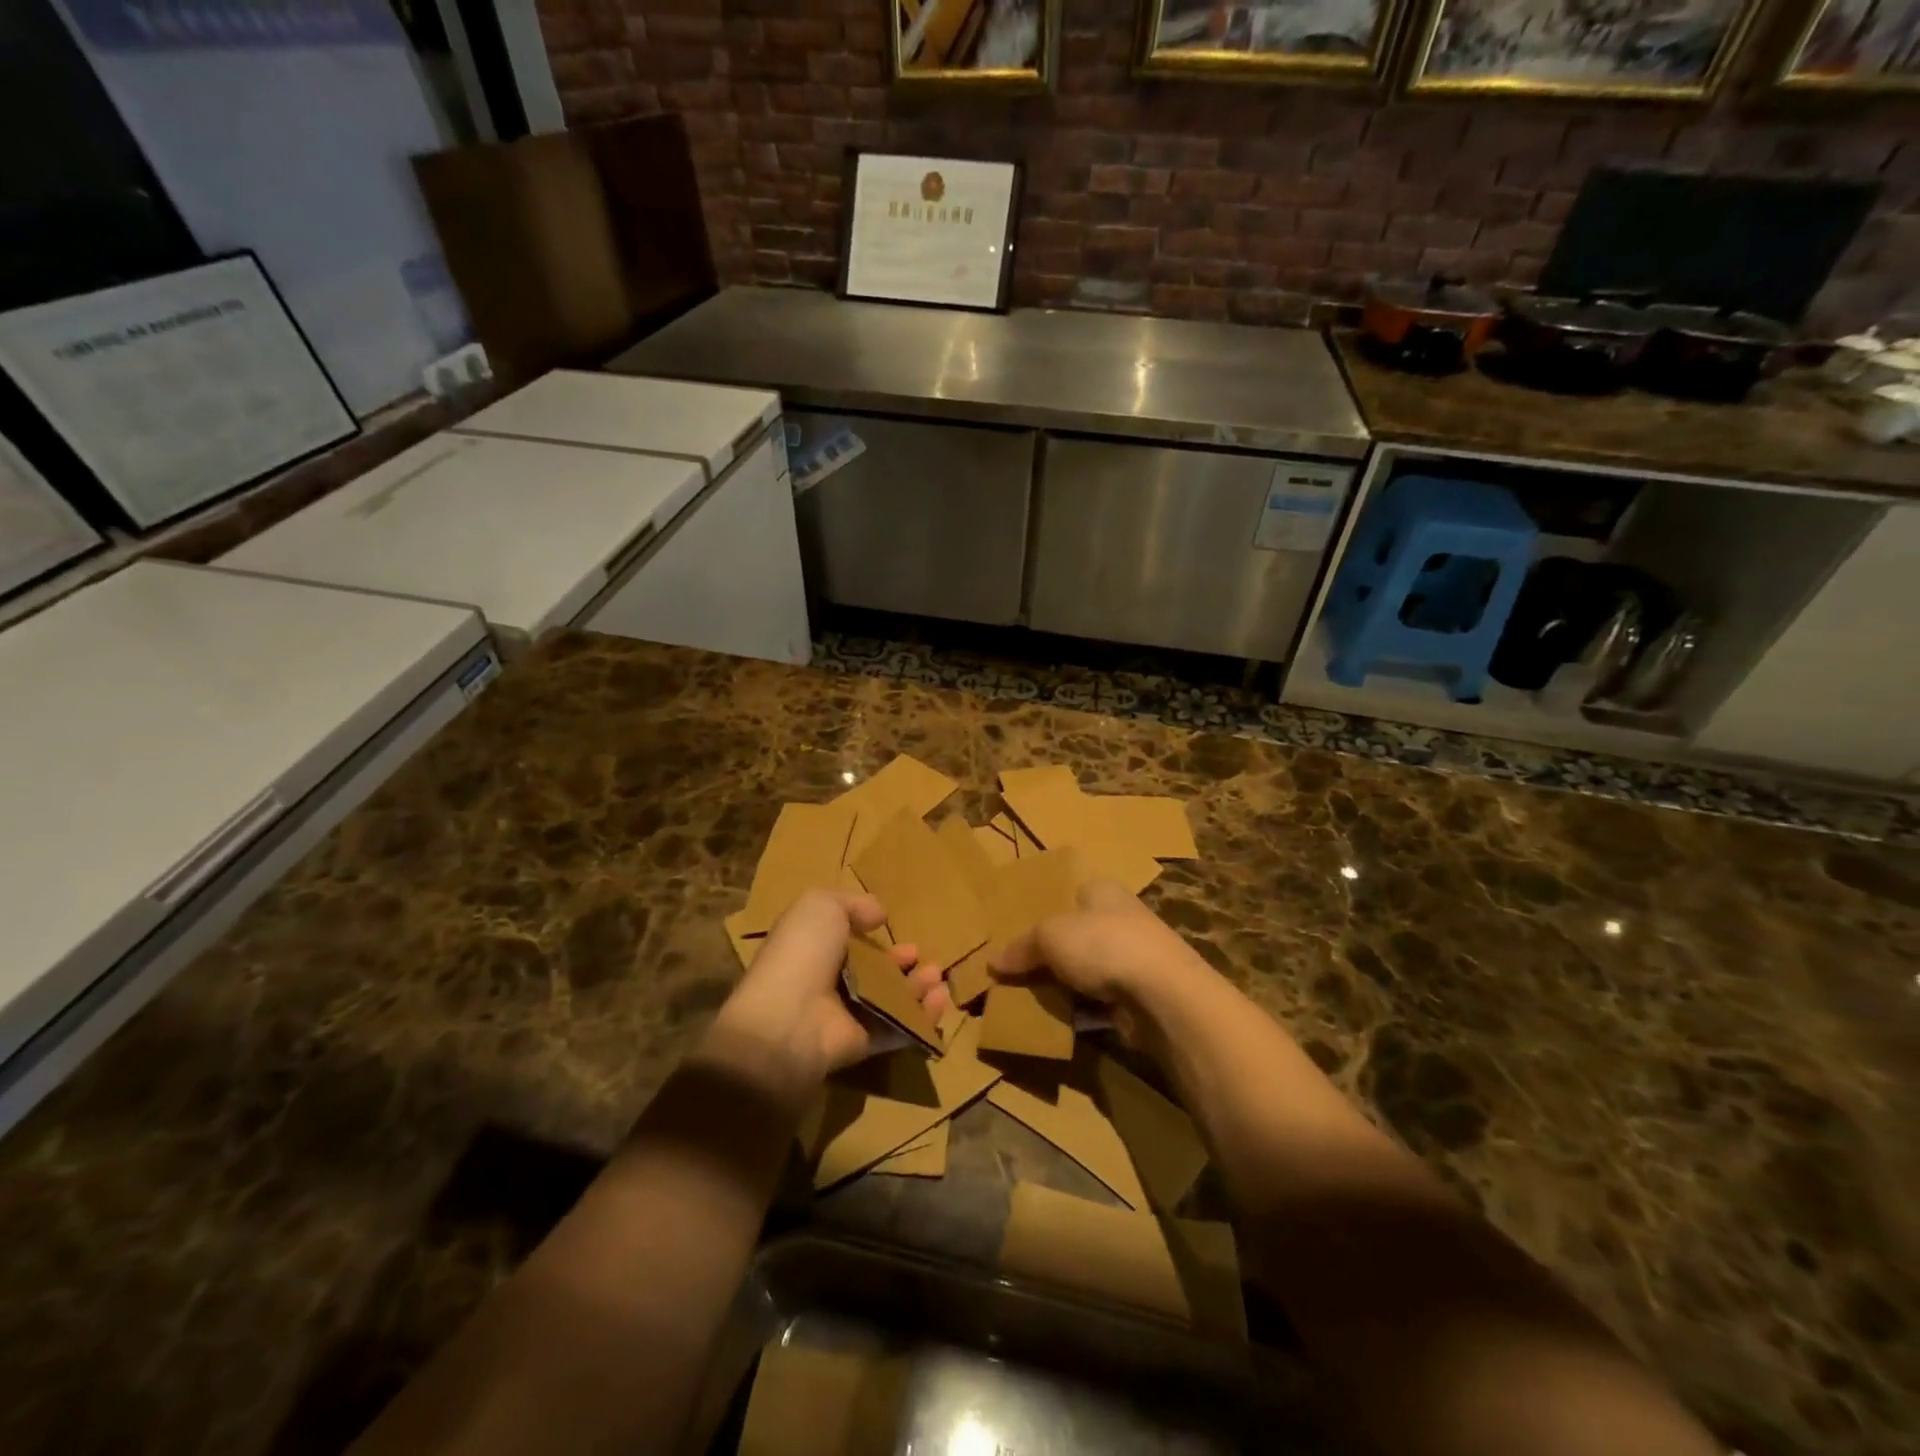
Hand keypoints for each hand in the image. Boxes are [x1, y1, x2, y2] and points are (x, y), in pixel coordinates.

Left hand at [705, 889, 944, 1098]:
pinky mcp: (865, 1044)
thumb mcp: (820, 906)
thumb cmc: (802, 954)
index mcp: (815, 950)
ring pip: (890, 999)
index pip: (847, 942)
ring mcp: (847, 1016)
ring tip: (935, 975)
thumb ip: (852, 904)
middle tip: (920, 954)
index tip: (891, 927)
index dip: (871, 935)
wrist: (788, 1019)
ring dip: (917, 987)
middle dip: (900, 962)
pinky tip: (940, 999)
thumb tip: (878, 916)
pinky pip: (899, 1028)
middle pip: (874, 972)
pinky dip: (923, 1016)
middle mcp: (830, 983)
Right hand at [991, 879, 1214, 1045]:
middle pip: (1076, 934)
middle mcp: (1121, 917)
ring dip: (1066, 985)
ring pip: (1088, 970)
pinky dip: (1083, 1010)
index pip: (1068, 893)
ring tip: (1030, 1000)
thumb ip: (1021, 947)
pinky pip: (1101, 1001)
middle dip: (1050, 954)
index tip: (1016, 934)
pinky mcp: (1142, 994)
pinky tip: (1060, 1021)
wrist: (1163, 993)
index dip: (1042, 911)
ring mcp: (1135, 957)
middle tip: (1016, 972)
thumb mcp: (1049, 937)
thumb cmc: (1103, 945)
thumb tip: (992, 961)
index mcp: (1102, 890)